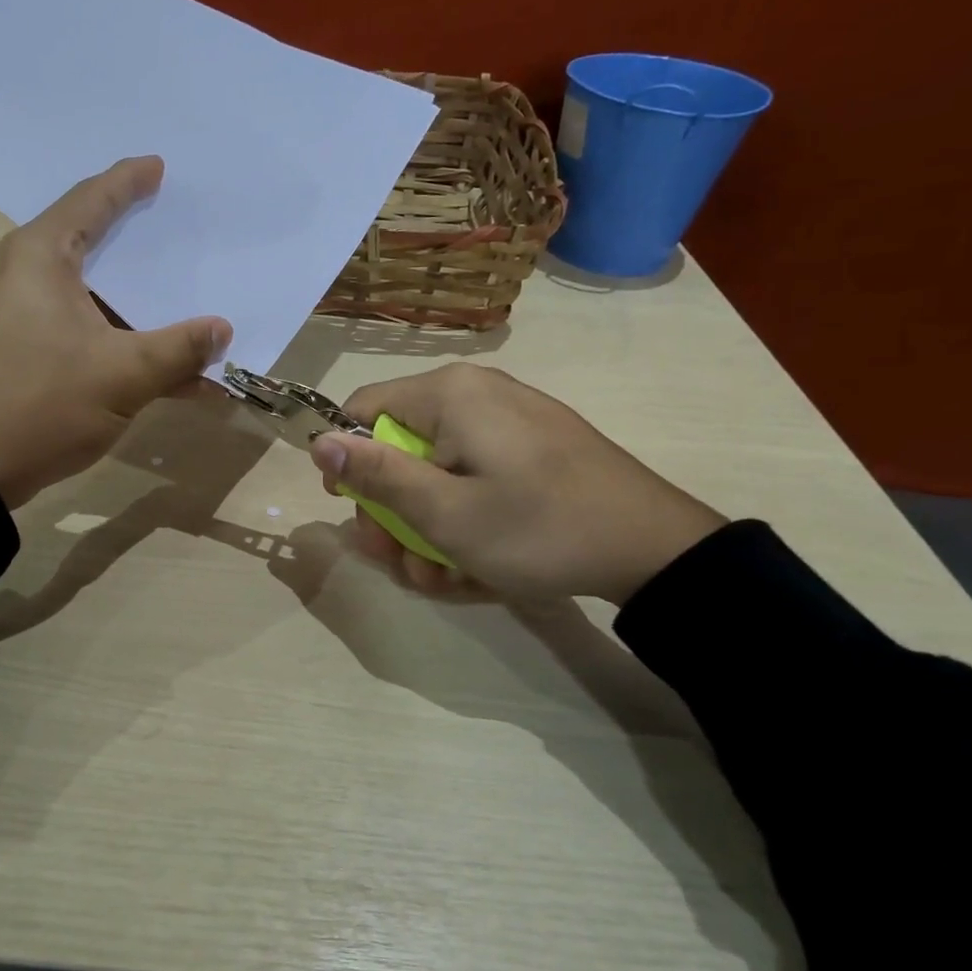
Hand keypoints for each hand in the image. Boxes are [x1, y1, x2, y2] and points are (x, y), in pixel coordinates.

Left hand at [0, 157, 230, 507]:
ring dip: (133, 303)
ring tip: (173, 296)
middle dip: (133, 238)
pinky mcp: (16, 349)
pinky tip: (158, 365)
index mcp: (39, 257)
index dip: (128, 182)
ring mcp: (14, 314)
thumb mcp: (125, 375)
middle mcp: (21, 274)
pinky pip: (76, 327)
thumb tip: (223, 329)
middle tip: (169, 224)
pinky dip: (115, 338)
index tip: (158, 167)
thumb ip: (180, 348)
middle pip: (87, 242)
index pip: (90, 200)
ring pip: (86, 292)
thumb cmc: (45, 405)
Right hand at [308, 362, 724, 605]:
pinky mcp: (532, 446)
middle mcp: (475, 393)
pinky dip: (464, 516)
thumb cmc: (537, 528)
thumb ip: (376, 474)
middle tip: (403, 563)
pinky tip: (476, 561)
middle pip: (398, 445)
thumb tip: (317, 440)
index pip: (361, 410)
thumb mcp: (444, 513)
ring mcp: (509, 419)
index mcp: (449, 394)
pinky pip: (473, 474)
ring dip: (426, 526)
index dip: (347, 462)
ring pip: (435, 468)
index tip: (357, 513)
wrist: (654, 549)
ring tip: (444, 577)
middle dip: (392, 511)